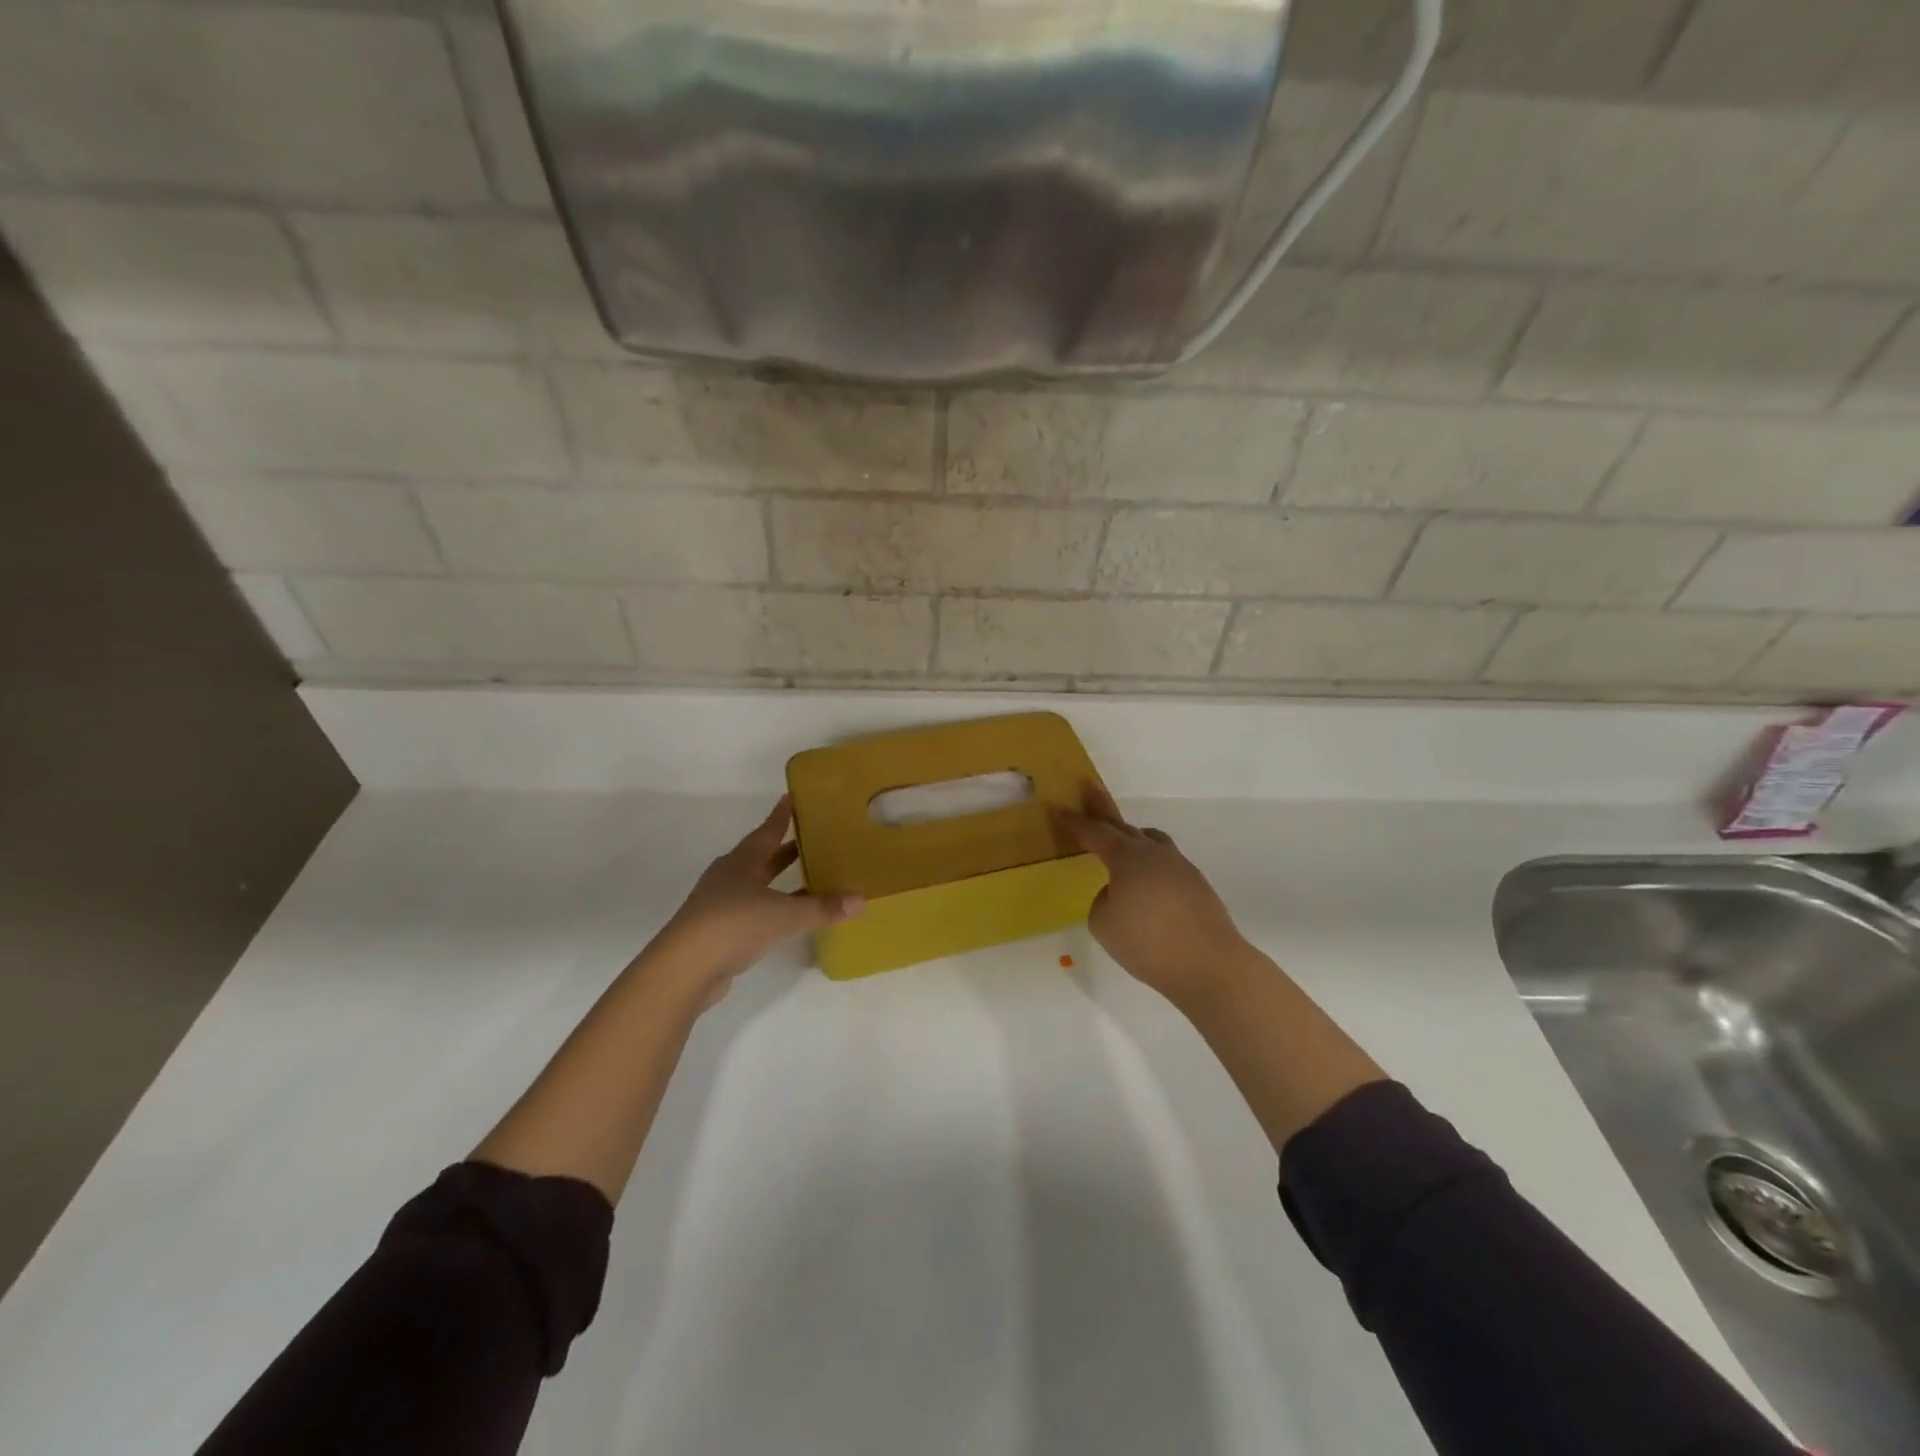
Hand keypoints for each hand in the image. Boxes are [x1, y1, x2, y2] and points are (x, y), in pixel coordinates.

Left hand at [649, 797, 861, 1000]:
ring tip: (808, 875)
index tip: (793, 797)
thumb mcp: (784, 915)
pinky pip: (752, 907)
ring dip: (779, 878)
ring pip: (756, 882)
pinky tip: (787, 914)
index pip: (768, 830)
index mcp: (742, 862)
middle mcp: (730, 875)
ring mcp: (720, 902)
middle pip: (761, 855)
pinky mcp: (718, 928)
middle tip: (812, 837)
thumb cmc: (733, 925)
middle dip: (785, 847)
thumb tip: (862, 900)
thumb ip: (822, 908)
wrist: (685, 968)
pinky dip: (772, 904)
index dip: (782, 815)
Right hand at [1051, 783, 1247, 1008]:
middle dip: (1103, 809)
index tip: (1056, 808)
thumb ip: (1102, 900)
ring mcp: (1180, 867)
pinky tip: (1146, 884)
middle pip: (1123, 826)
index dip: (1073, 821)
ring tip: (1122, 839)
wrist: (1210, 965)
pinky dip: (1150, 864)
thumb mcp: (1103, 923)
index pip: (1094, 833)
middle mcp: (1154, 853)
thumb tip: (1118, 892)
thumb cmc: (1148, 942)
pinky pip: (1165, 863)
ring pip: (1151, 841)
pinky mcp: (1196, 886)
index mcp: (1127, 857)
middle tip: (1089, 788)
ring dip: (1132, 836)